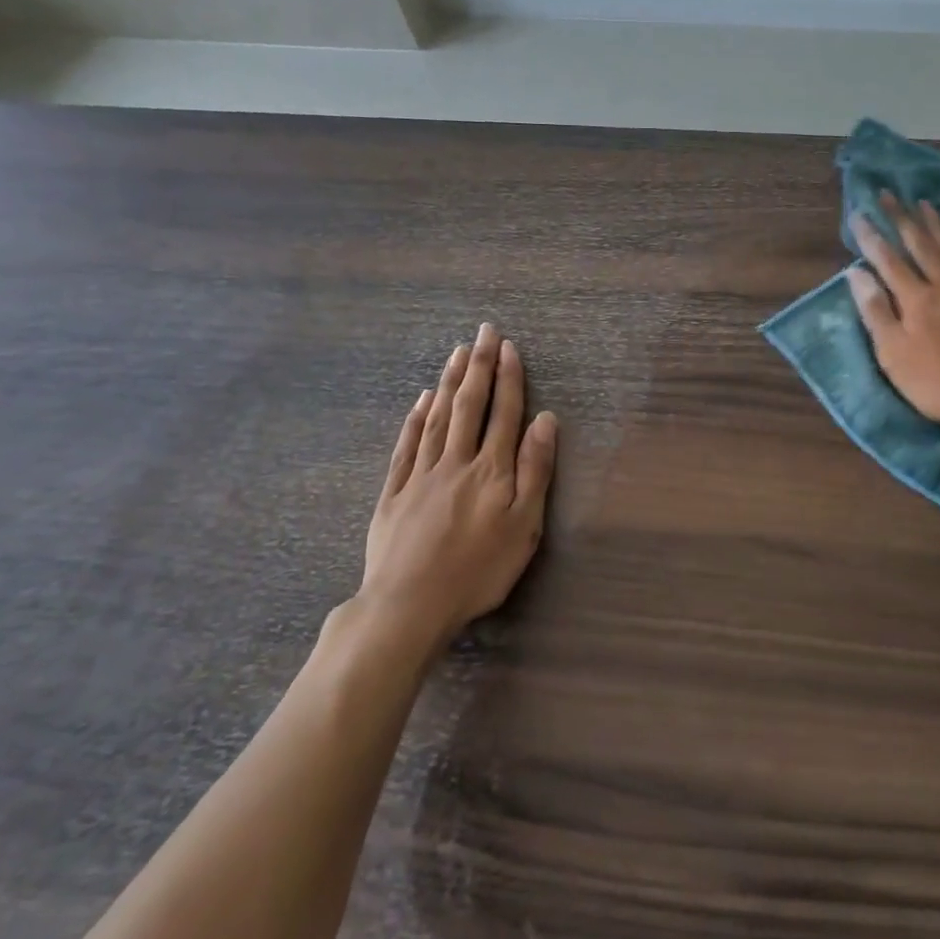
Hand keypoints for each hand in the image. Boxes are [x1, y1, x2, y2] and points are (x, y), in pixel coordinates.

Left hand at [358, 323, 557, 647]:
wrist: (408, 606)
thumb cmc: (478, 570)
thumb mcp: (524, 525)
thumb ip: (535, 470)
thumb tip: (545, 420)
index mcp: (491, 469)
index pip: (503, 413)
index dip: (507, 377)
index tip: (508, 346)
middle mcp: (456, 461)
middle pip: (469, 405)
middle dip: (478, 366)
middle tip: (483, 331)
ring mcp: (421, 475)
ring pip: (437, 418)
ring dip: (449, 382)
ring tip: (457, 353)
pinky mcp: (394, 493)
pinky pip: (407, 445)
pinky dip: (415, 419)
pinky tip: (421, 401)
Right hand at [848, 196, 939, 439]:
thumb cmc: (939, 384)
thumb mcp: (894, 355)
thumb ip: (875, 312)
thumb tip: (856, 273)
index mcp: (916, 301)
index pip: (888, 261)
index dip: (871, 238)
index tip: (859, 214)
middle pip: (921, 247)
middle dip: (902, 219)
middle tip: (889, 194)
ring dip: (938, 226)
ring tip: (924, 204)